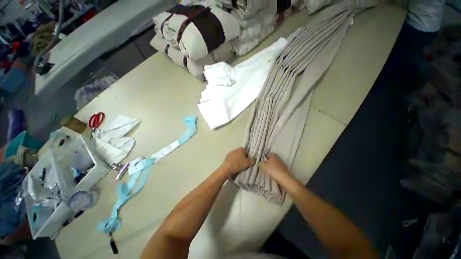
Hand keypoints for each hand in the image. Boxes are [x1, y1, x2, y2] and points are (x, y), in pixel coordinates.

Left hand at [221, 148, 254, 175]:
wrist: (227, 168)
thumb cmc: (238, 164)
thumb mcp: (248, 163)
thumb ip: (252, 161)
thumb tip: (253, 160)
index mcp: (241, 149)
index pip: (247, 151)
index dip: (249, 156)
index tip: (249, 161)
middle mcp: (236, 149)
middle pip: (241, 153)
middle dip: (243, 157)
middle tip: (244, 164)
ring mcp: (230, 153)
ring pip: (236, 155)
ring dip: (238, 159)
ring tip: (239, 166)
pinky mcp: (226, 157)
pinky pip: (232, 158)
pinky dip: (234, 161)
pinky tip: (234, 166)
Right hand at [258, 154, 291, 183]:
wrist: (285, 179)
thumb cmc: (273, 170)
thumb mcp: (264, 166)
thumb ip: (261, 164)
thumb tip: (259, 163)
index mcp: (273, 156)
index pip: (267, 155)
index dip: (264, 158)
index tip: (261, 162)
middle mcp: (278, 158)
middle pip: (271, 160)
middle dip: (267, 162)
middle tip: (263, 166)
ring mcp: (282, 164)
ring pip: (274, 164)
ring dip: (271, 167)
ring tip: (267, 171)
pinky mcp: (284, 170)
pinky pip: (277, 169)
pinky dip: (275, 171)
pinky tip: (272, 175)